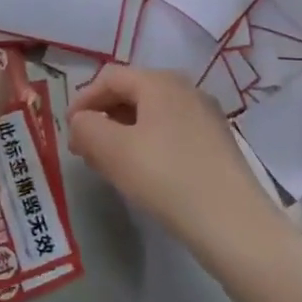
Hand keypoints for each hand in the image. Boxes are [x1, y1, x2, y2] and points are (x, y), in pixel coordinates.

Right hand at [68, 65, 283, 261]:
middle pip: (132, 92)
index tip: (67, 131)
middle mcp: (185, 88)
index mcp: (160, 81)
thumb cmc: (167, 178)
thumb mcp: (114, 151)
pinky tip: (143, 174)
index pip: (109, 77)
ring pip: (152, 114)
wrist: (234, 224)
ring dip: (123, 132)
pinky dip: (148, 144)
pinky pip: (171, 132)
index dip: (82, 100)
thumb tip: (81, 121)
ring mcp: (206, 116)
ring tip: (109, 164)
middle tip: (84, 149)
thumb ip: (87, 128)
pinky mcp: (217, 143)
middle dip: (103, 117)